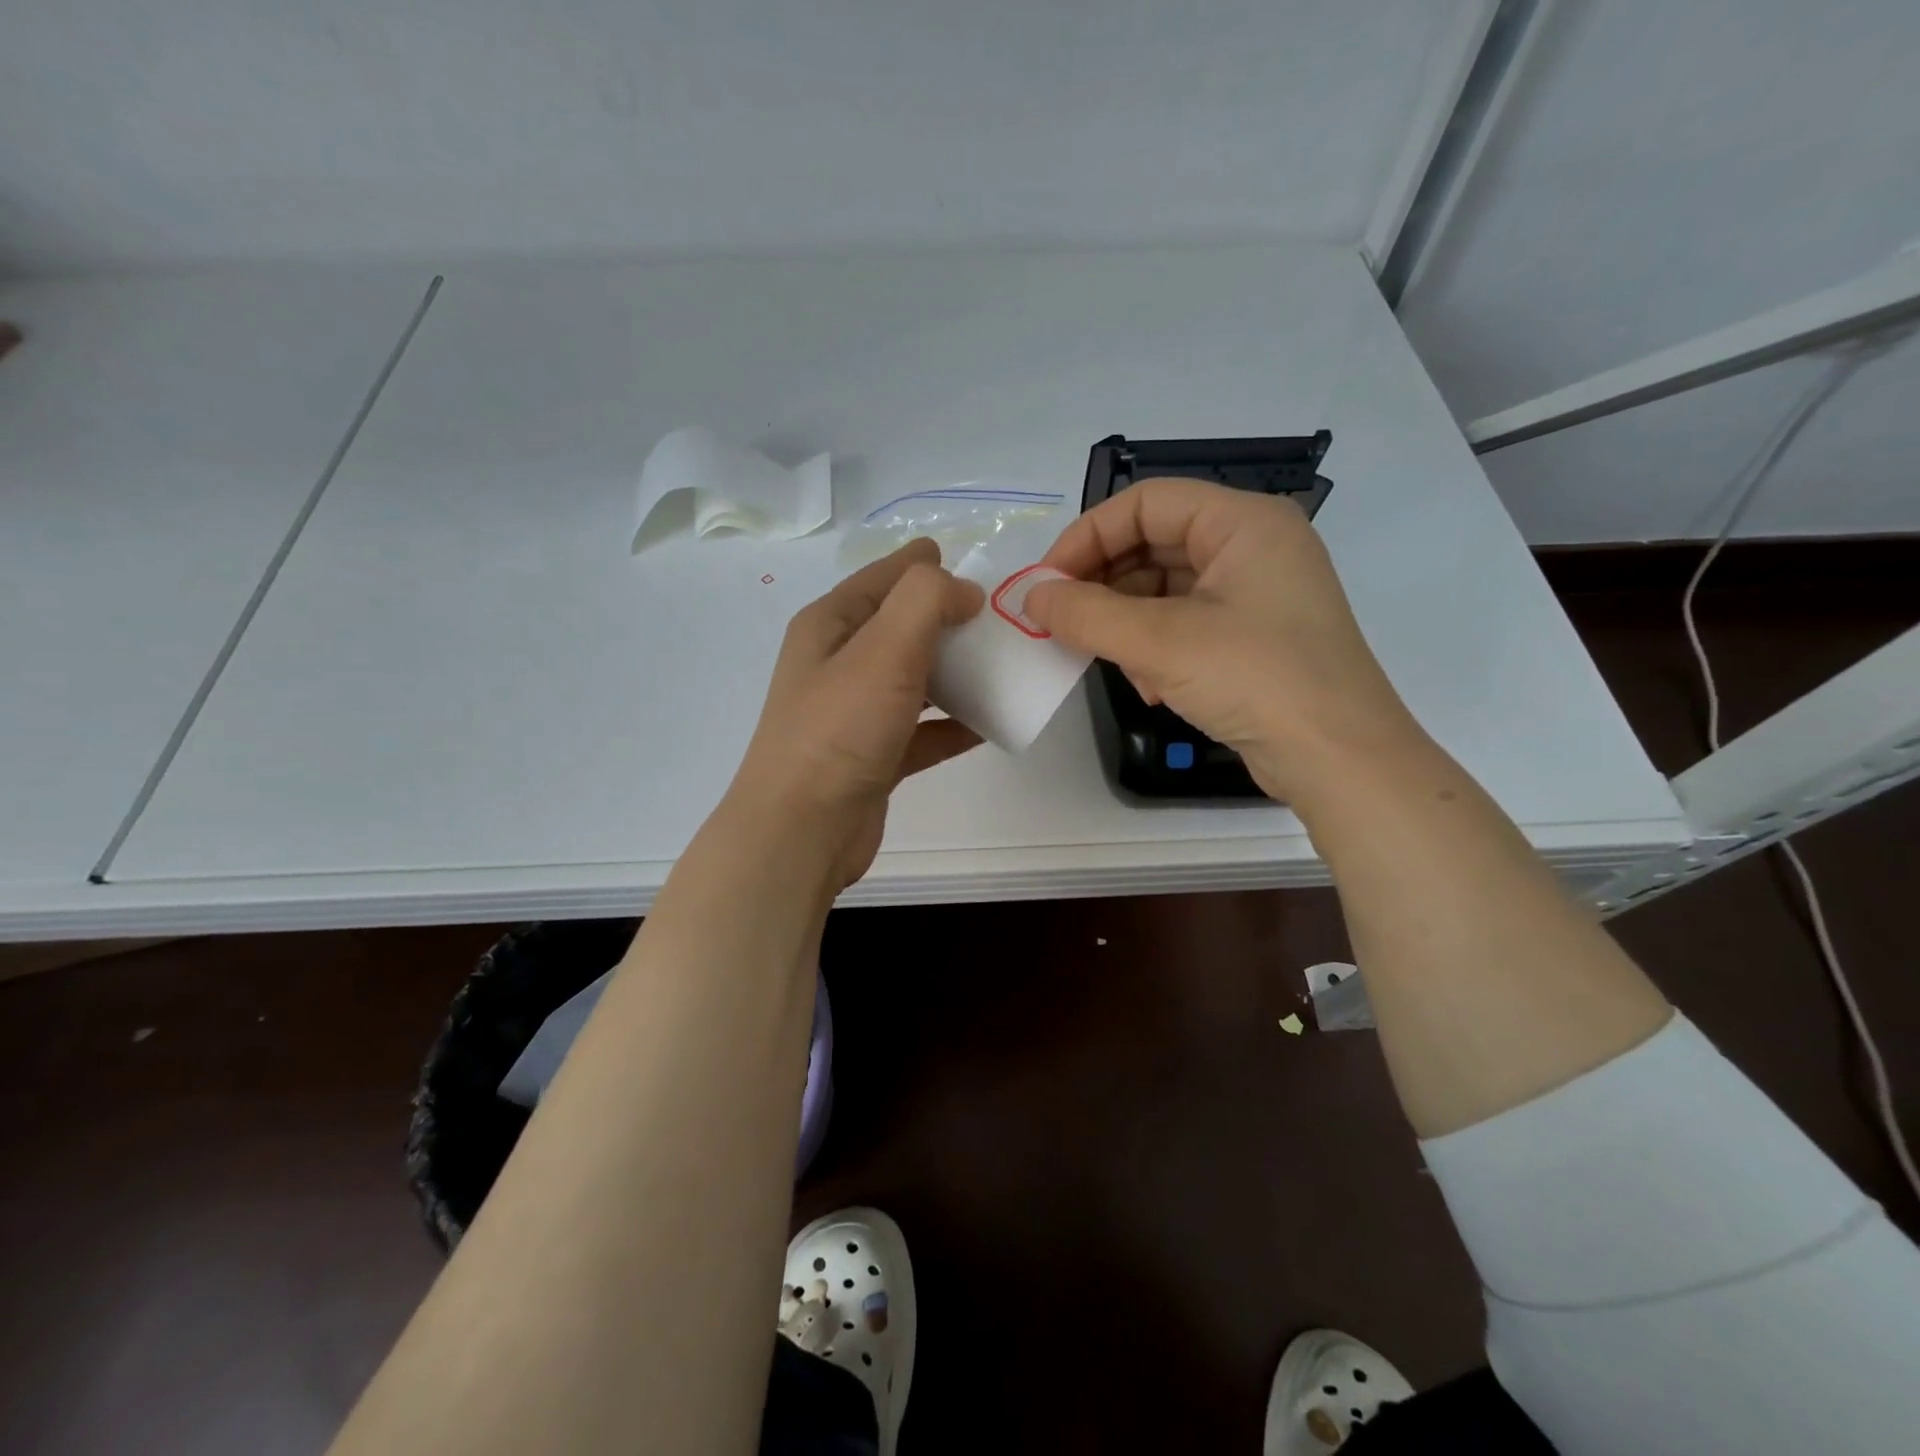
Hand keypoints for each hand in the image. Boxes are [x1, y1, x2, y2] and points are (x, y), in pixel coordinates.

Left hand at [728, 539, 984, 890]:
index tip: (982, 576)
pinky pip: (923, 730)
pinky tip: (991, 725)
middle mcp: (839, 662)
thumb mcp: (884, 648)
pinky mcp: (875, 756)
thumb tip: (963, 591)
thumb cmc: (840, 729)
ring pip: (917, 679)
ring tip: (1006, 669)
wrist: (803, 830)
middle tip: (1003, 626)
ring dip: (958, 674)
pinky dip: (954, 725)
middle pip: (904, 627)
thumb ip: (927, 600)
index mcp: (831, 624)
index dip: (930, 568)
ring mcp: (856, 713)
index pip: (886, 576)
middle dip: (952, 622)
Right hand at [1024, 477, 1420, 802]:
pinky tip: (1151, 686)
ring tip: (1109, 661)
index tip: (1046, 583)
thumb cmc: (1257, 680)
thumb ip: (1087, 614)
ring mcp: (1256, 594)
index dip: (1088, 536)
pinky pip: (1185, 623)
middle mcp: (1252, 547)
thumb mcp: (1162, 643)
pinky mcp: (1253, 637)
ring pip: (1165, 589)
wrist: (1340, 761)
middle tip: (1063, 623)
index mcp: (1243, 523)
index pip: (1146, 503)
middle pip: (1154, 543)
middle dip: (1104, 585)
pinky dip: (1156, 648)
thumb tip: (1031, 597)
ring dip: (1127, 623)